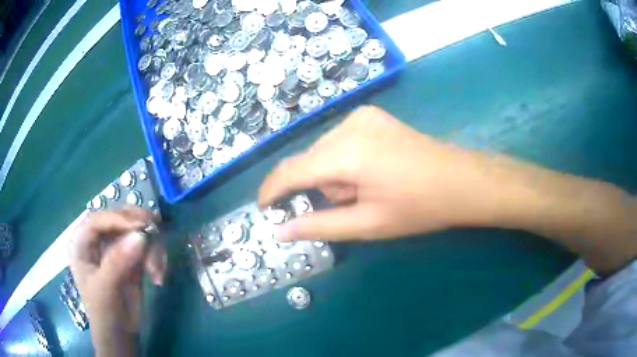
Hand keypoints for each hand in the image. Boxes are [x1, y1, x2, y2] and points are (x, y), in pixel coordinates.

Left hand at [68, 208, 165, 356]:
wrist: (120, 335)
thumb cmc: (103, 312)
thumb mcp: (105, 288)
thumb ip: (118, 262)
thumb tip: (141, 236)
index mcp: (82, 242)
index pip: (98, 220)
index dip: (118, 218)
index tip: (141, 226)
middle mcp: (98, 240)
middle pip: (119, 219)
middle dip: (139, 227)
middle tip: (157, 232)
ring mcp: (115, 247)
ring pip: (136, 230)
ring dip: (151, 246)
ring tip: (157, 270)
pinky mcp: (131, 257)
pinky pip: (147, 246)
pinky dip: (156, 256)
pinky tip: (158, 275)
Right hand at [259, 106, 499, 241]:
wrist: (462, 181)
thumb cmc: (419, 208)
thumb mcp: (368, 224)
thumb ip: (319, 226)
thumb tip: (280, 231)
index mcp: (346, 153)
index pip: (291, 171)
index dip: (272, 190)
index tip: (263, 208)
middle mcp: (348, 125)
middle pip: (309, 160)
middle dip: (317, 187)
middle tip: (351, 204)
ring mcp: (362, 116)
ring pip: (324, 151)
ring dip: (333, 174)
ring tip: (368, 188)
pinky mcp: (372, 115)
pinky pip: (340, 140)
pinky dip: (345, 160)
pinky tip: (373, 169)